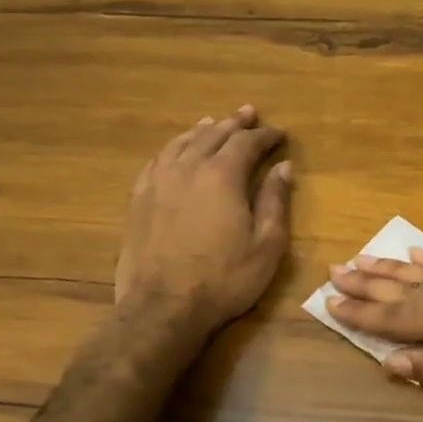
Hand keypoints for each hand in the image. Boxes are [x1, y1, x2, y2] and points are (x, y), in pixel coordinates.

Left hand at [115, 107, 292, 337]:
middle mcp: (188, 169)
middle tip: (248, 113)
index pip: (246, 143)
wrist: (163, 308)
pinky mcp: (139, 200)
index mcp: (222, 176)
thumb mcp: (266, 245)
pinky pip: (157, 161)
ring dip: (202, 131)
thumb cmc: (224, 279)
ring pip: (181, 143)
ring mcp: (158, 182)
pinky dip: (173, 149)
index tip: (279, 134)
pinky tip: (176, 152)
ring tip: (212, 123)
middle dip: (234, 123)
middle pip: (213, 135)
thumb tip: (283, 167)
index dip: (265, 135)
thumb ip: (274, 201)